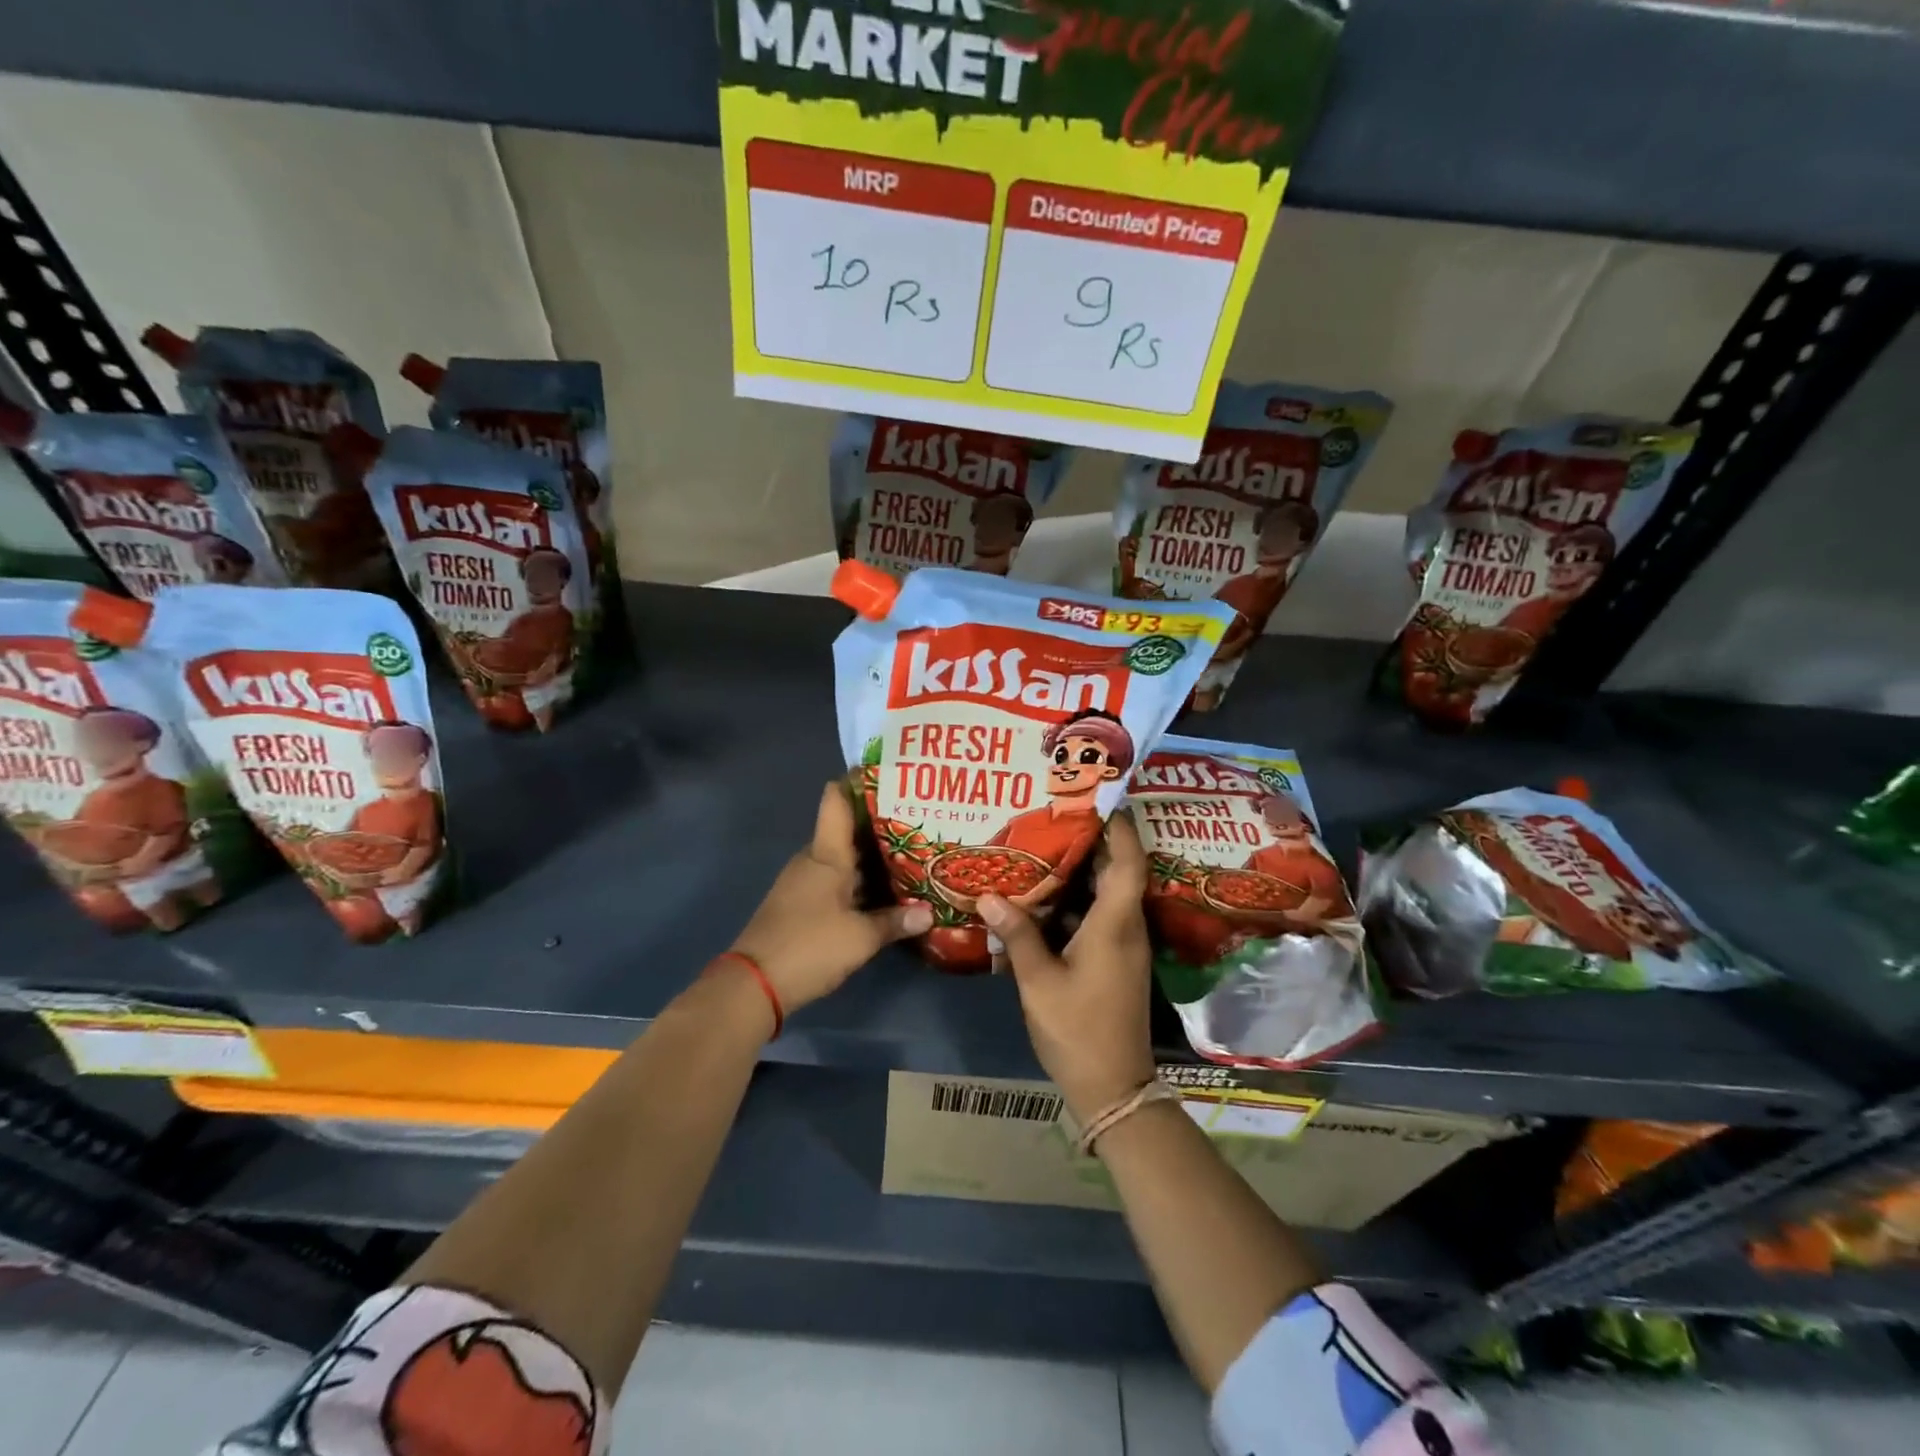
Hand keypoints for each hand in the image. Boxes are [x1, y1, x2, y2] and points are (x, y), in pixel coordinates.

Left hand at [729, 782, 932, 1014]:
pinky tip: (885, 889)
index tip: (888, 773)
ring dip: (872, 855)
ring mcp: (805, 882)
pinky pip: (837, 880)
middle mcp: (814, 860)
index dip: (858, 781)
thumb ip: (896, 922)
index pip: (836, 800)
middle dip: (880, 823)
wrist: (753, 985)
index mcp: (826, 854)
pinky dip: (860, 879)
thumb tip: (930, 913)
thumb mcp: (860, 938)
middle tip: (919, 818)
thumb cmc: (809, 946)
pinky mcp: (802, 904)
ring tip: (912, 851)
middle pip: (847, 829)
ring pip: (844, 858)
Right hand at [979, 812, 1156, 1122]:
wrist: (1114, 1088)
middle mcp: (1127, 927)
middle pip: (1119, 871)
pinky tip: (1046, 898)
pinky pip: (1101, 915)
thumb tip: (988, 895)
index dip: (1118, 827)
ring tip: (1045, 845)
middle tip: (1057, 814)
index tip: (1095, 798)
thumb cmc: (1078, 1030)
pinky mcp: (1116, 961)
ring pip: (1109, 893)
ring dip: (1085, 869)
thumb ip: (1017, 935)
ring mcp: (1124, 945)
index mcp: (1115, 924)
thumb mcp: (1039, 982)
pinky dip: (1078, 899)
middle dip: (1095, 840)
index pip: (1128, 862)